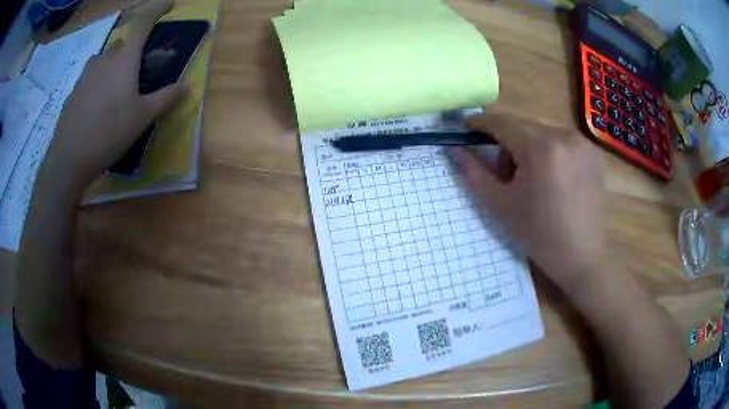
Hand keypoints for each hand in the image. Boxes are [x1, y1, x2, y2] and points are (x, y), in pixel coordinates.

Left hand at [42, 0, 183, 190]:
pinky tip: (97, 107)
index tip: (169, 4)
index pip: (143, 22)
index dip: (158, 7)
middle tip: (135, 72)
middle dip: (131, 50)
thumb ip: (165, 98)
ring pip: (103, 60)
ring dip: (112, 66)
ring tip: (114, 90)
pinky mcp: (73, 92)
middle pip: (121, 43)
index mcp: (124, 59)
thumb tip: (186, 86)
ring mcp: (85, 75)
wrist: (69, 159)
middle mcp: (104, 59)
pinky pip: (90, 78)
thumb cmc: (108, 133)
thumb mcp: (142, 118)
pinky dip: (97, 83)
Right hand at [447, 114, 606, 289]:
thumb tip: (455, 148)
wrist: (582, 257)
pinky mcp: (593, 153)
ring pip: (542, 133)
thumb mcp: (501, 205)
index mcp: (540, 148)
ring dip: (529, 149)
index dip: (481, 122)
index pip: (502, 123)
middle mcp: (564, 136)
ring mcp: (582, 143)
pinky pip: (561, 142)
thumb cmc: (540, 235)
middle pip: (523, 127)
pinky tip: (554, 181)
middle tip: (505, 176)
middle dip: (508, 144)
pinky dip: (550, 153)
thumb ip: (475, 173)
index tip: (466, 127)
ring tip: (533, 182)